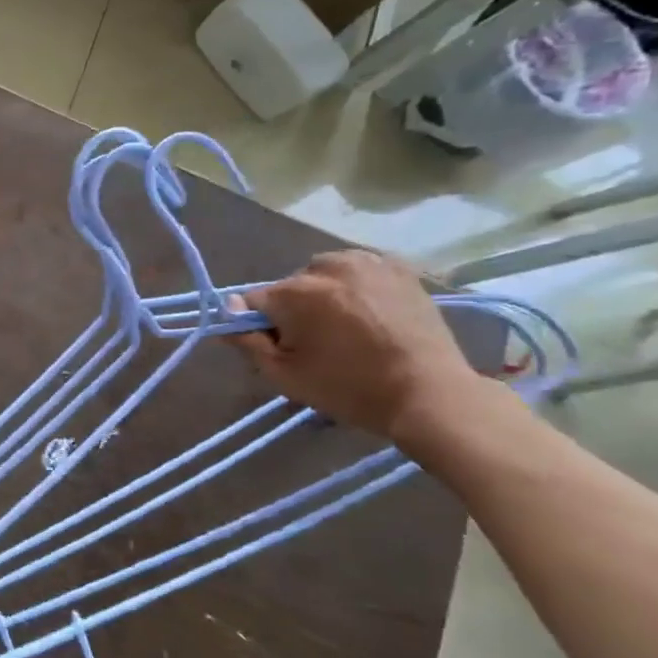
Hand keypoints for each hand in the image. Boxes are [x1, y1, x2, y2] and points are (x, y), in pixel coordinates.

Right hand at [227, 250, 485, 439]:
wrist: (430, 394)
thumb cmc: (349, 388)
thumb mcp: (284, 375)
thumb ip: (248, 341)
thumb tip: (227, 313)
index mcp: (296, 292)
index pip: (253, 300)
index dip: (258, 324)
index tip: (278, 346)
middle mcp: (327, 267)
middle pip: (290, 286)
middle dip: (294, 308)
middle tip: (316, 342)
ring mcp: (367, 263)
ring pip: (323, 274)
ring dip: (324, 294)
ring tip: (345, 326)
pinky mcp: (399, 267)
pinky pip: (358, 270)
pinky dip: (355, 286)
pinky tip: (369, 313)